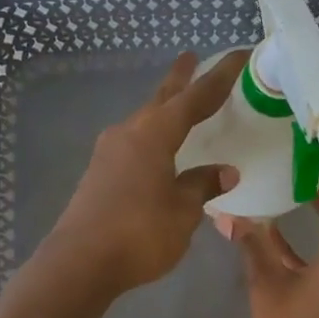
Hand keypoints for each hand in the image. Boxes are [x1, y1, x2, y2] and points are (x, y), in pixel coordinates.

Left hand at [44, 50, 245, 293]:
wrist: (80, 262)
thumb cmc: (139, 232)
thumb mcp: (182, 211)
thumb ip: (202, 186)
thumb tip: (225, 172)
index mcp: (154, 134)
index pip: (194, 98)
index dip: (218, 78)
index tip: (238, 55)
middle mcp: (128, 134)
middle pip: (160, 100)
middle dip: (179, 80)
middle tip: (190, 58)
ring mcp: (107, 154)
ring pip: (142, 122)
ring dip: (160, 110)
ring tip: (175, 106)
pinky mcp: (97, 176)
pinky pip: (131, 145)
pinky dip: (149, 138)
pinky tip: (153, 151)